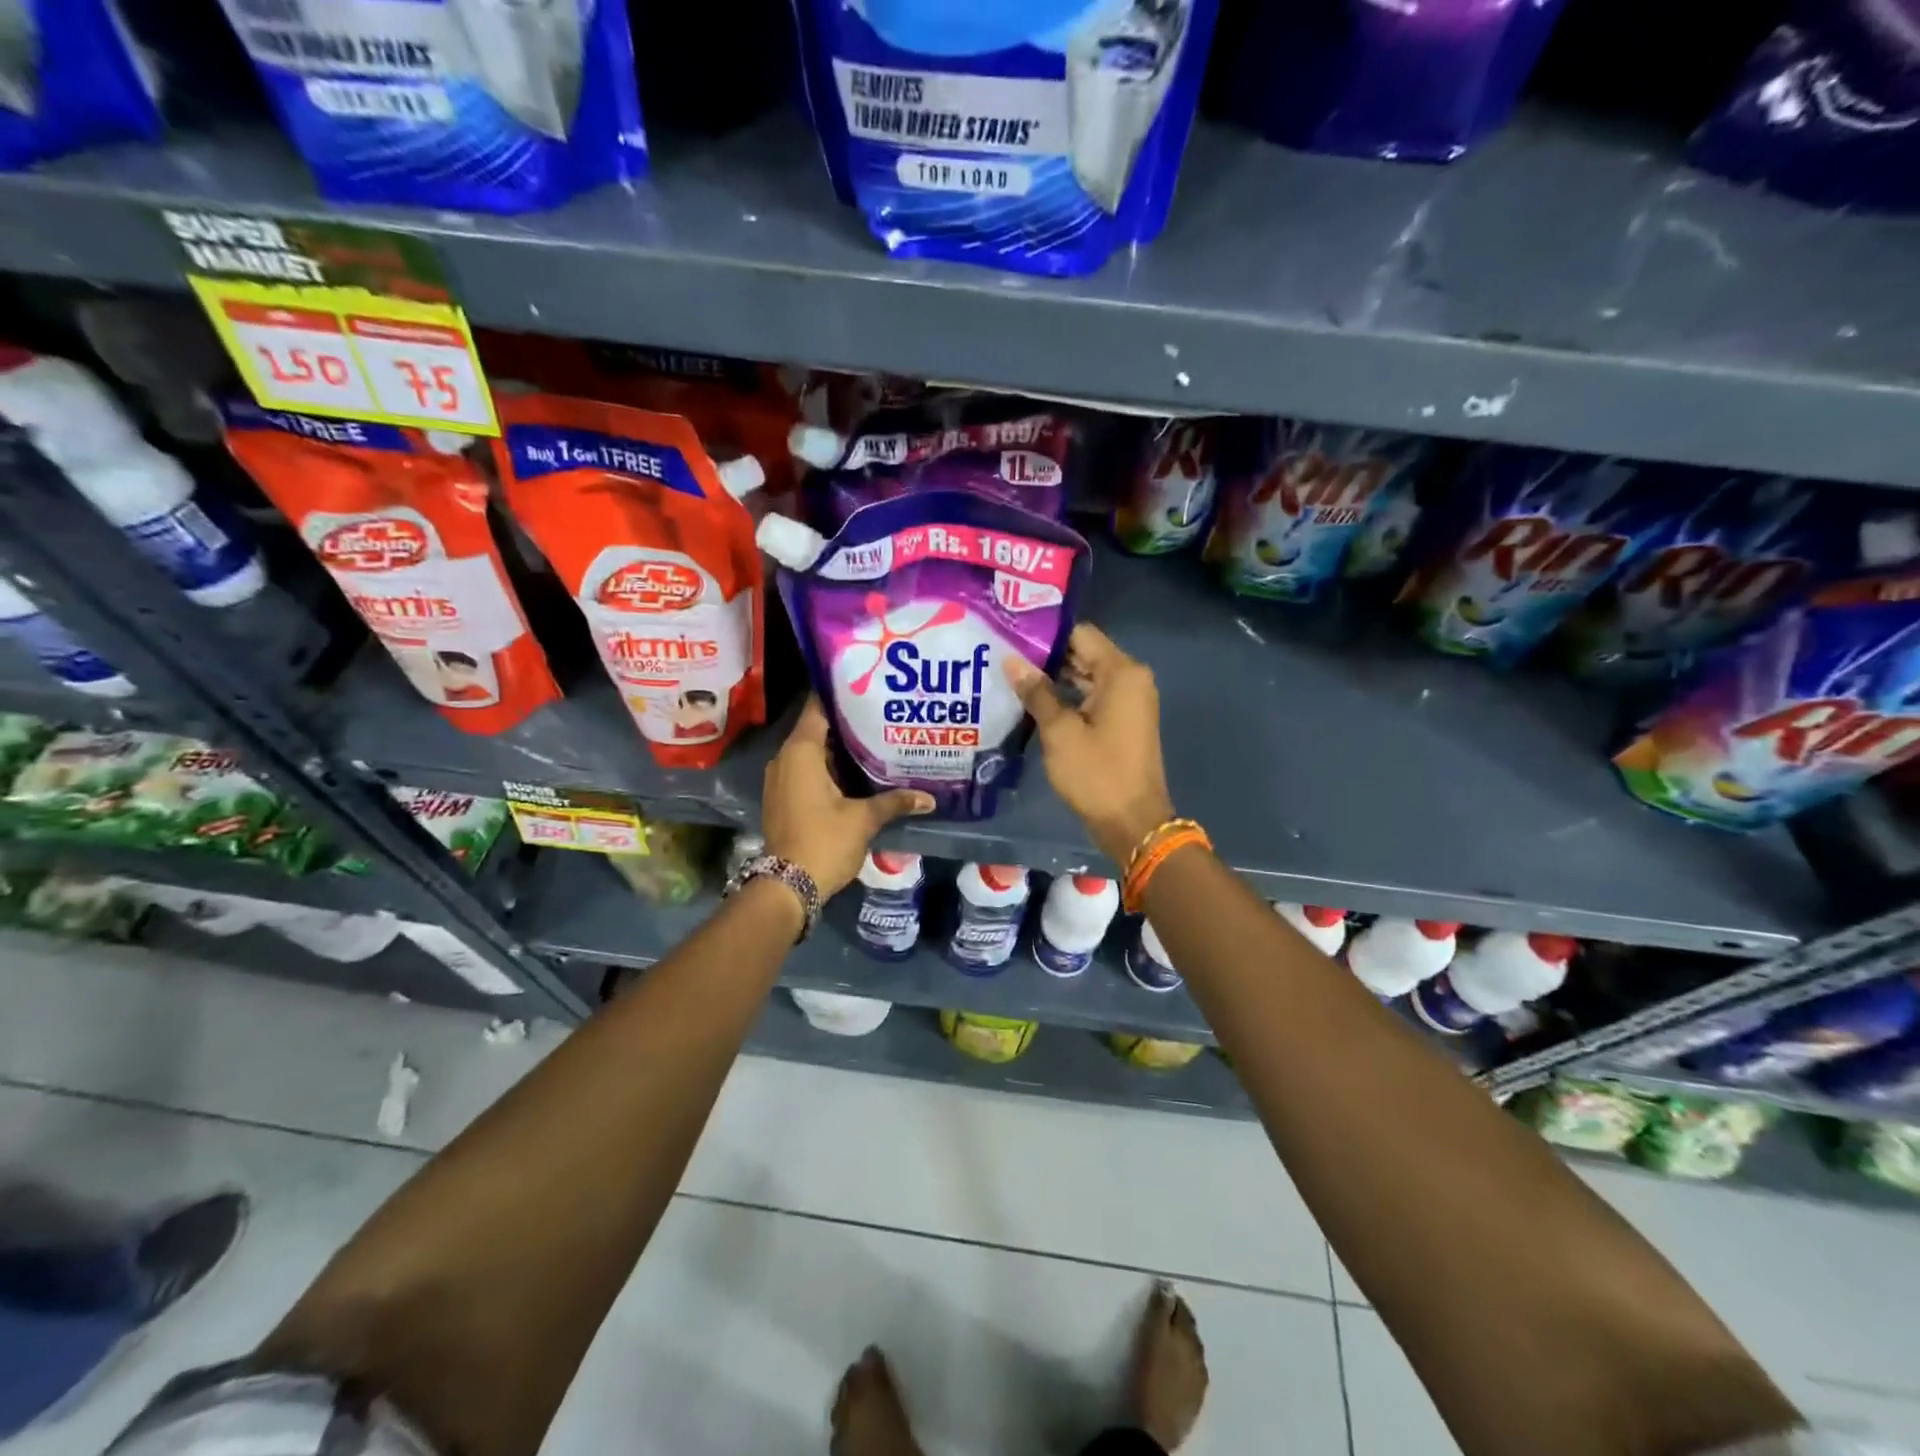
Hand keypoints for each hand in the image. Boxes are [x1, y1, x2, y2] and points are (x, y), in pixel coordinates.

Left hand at [761, 697, 933, 896]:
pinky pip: (807, 771)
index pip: (818, 708)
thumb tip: (930, 798)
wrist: (788, 886)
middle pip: (817, 729)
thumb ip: (895, 801)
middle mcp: (785, 759)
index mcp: (800, 752)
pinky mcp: (784, 798)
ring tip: (875, 740)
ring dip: (839, 749)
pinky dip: (829, 768)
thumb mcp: (864, 819)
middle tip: (881, 714)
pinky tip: (857, 773)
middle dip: (847, 724)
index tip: (866, 686)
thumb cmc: (824, 841)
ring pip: (812, 753)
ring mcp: (781, 780)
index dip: (840, 695)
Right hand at [1005, 624, 1174, 864]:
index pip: (1080, 634)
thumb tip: (1010, 660)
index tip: (1011, 634)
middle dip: (1046, 656)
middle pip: (1084, 653)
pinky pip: (1092, 697)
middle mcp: (1130, 679)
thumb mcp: (1060, 731)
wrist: (1132, 823)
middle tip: (1003, 654)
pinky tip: (1033, 701)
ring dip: (1054, 678)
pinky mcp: (1122, 722)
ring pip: (1086, 676)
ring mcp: (1129, 701)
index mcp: (1122, 673)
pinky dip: (1067, 697)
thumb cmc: (1096, 773)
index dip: (1045, 634)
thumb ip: (1036, 692)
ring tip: (1011, 675)